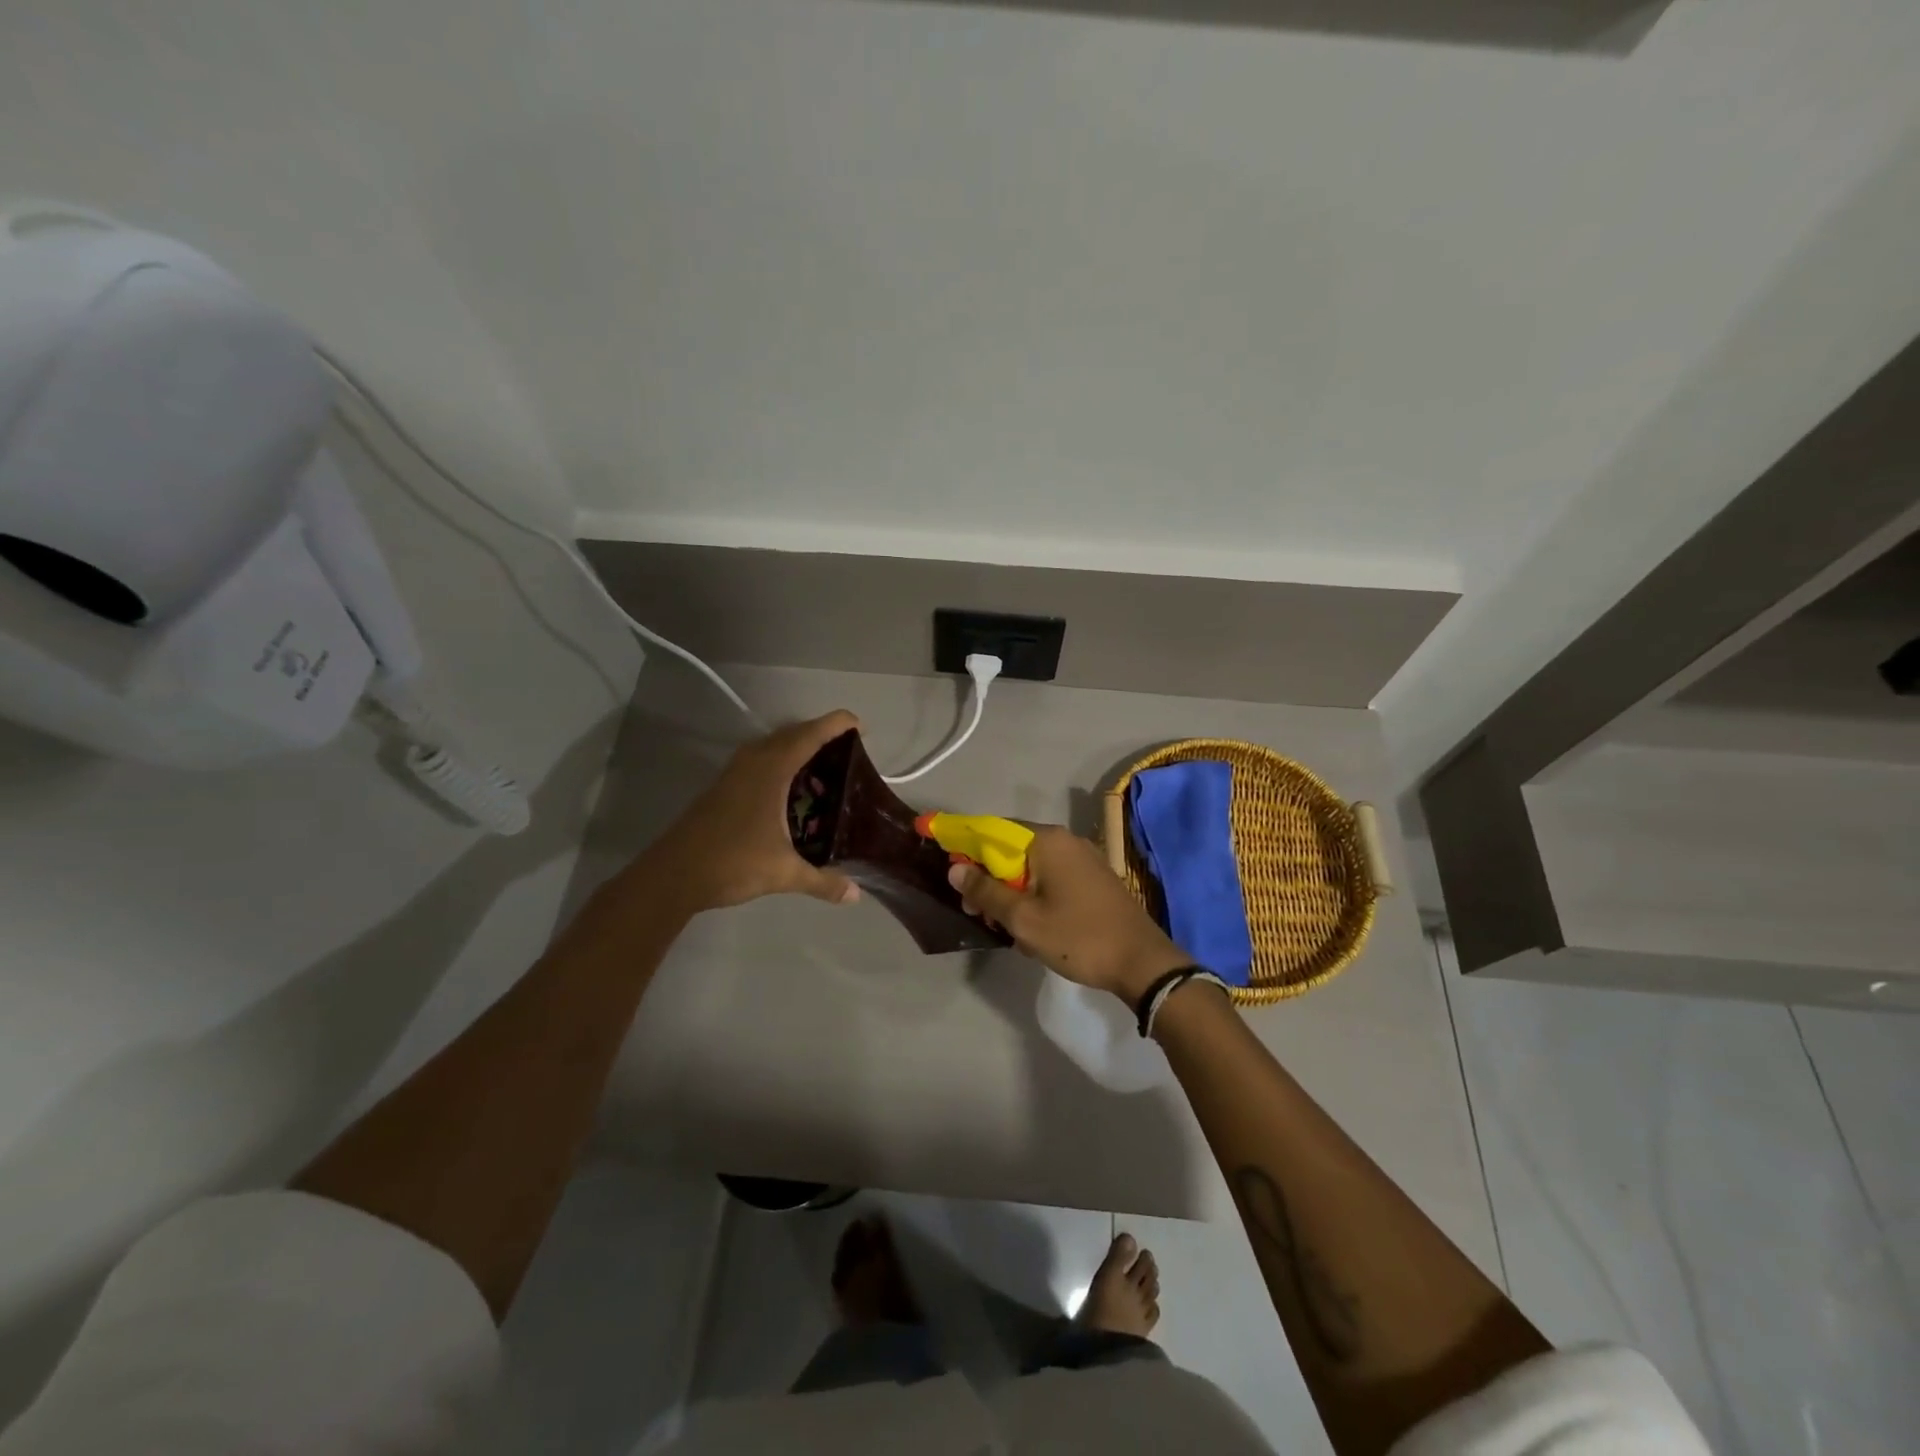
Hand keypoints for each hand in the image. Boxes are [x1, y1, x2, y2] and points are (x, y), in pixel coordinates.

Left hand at [633, 710, 863, 913]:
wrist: (674, 875)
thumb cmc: (733, 862)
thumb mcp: (784, 873)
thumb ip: (822, 881)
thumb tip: (855, 895)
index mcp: (771, 770)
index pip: (809, 735)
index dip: (835, 725)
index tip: (859, 724)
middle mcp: (753, 762)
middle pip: (791, 735)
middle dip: (820, 735)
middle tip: (847, 749)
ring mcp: (734, 774)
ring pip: (772, 747)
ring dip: (797, 748)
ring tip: (824, 766)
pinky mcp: (723, 787)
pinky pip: (760, 761)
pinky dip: (781, 763)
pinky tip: (791, 790)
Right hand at [949, 825, 1188, 1002]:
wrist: (1142, 963)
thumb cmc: (1078, 937)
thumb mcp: (1023, 919)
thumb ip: (986, 891)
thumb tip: (955, 868)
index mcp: (1047, 841)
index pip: (992, 830)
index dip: (965, 843)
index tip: (945, 862)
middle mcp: (1065, 840)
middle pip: (1011, 849)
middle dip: (988, 877)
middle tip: (974, 911)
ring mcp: (1083, 859)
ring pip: (1031, 867)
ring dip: (1010, 892)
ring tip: (1001, 926)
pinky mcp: (1093, 879)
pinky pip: (1051, 878)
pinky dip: (1033, 896)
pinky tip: (1029, 927)